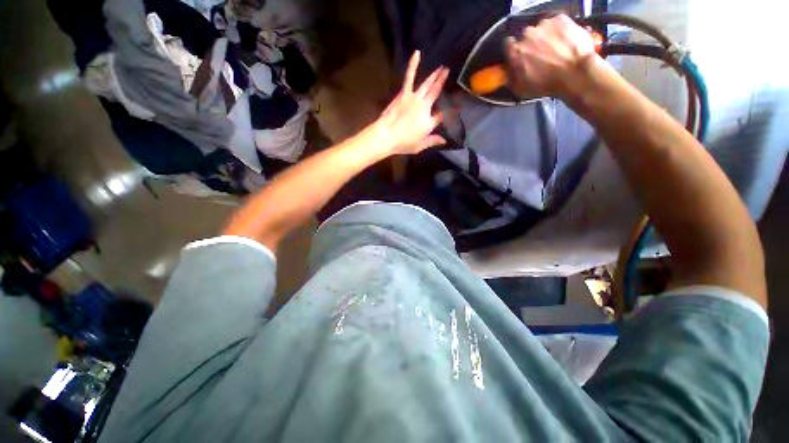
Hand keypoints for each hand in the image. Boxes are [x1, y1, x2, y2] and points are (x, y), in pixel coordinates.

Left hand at [372, 51, 448, 155]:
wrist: (387, 136)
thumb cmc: (403, 143)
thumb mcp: (419, 146)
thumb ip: (432, 141)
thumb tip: (444, 140)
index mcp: (429, 122)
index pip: (442, 116)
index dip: (449, 111)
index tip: (456, 107)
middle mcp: (425, 107)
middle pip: (436, 94)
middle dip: (443, 83)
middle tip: (449, 73)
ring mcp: (415, 98)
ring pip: (427, 84)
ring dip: (435, 75)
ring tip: (442, 67)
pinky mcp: (404, 93)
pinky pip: (410, 77)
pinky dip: (413, 65)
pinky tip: (417, 53)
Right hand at [505, 14, 598, 98]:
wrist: (575, 73)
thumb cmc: (546, 84)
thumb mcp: (520, 89)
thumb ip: (511, 77)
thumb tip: (508, 72)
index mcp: (515, 51)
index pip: (508, 45)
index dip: (513, 50)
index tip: (519, 56)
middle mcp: (527, 34)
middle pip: (526, 36)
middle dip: (531, 44)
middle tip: (540, 55)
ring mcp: (544, 24)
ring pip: (541, 29)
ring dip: (545, 37)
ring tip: (554, 49)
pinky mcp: (561, 19)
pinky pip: (556, 23)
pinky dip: (559, 30)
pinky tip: (564, 42)